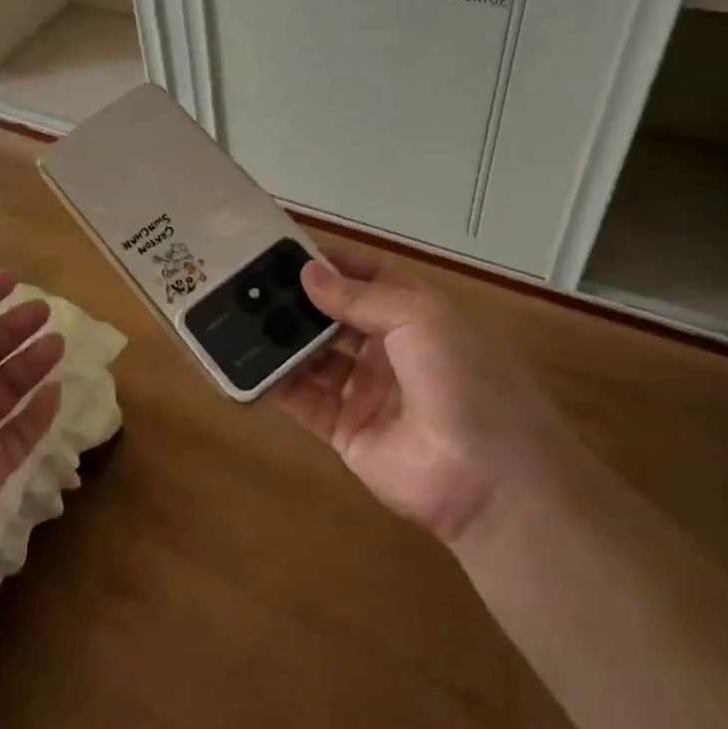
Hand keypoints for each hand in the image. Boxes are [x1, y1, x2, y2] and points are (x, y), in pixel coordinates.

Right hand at [276, 249, 566, 550]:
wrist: (488, 479)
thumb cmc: (462, 379)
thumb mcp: (420, 319)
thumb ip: (360, 297)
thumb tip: (307, 273)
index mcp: (416, 314)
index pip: (366, 277)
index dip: (329, 263)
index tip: (282, 250)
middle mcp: (389, 348)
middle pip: (335, 316)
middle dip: (297, 300)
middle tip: (248, 284)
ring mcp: (366, 390)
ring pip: (315, 356)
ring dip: (282, 338)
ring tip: (239, 317)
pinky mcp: (345, 430)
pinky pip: (304, 400)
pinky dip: (277, 383)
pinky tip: (247, 364)